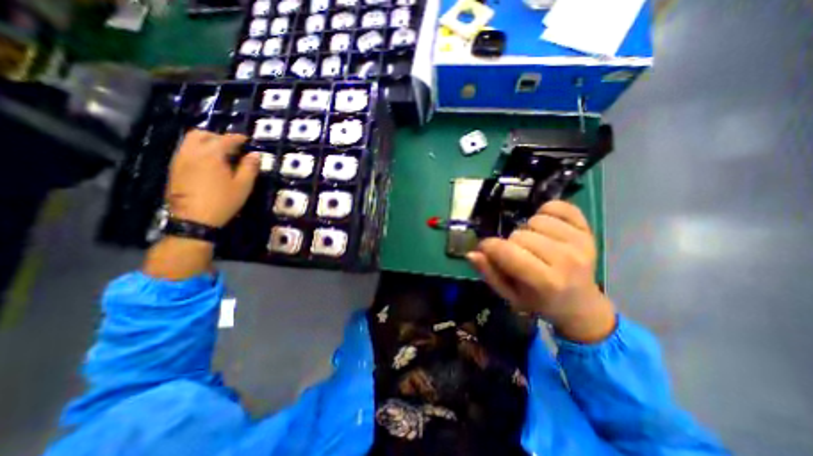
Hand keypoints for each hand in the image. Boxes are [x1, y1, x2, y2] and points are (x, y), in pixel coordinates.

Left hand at [167, 130, 261, 228]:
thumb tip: (255, 154)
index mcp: (211, 155)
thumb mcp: (243, 186)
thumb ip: (249, 167)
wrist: (194, 219)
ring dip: (206, 142)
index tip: (247, 140)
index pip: (225, 139)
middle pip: (201, 134)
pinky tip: (208, 163)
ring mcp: (179, 160)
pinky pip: (185, 151)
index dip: (238, 138)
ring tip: (221, 155)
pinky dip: (198, 150)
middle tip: (232, 146)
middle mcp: (191, 152)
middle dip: (218, 136)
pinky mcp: (174, 169)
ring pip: (190, 141)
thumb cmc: (223, 201)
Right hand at [463, 200, 616, 340]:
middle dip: (510, 243)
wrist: (580, 305)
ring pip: (536, 219)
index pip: (506, 251)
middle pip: (520, 234)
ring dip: (527, 229)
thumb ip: (489, 273)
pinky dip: (546, 212)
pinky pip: (558, 206)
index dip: (489, 246)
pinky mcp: (588, 230)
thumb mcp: (509, 295)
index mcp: (545, 281)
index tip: (486, 250)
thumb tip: (472, 253)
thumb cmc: (539, 302)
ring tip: (532, 243)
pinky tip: (545, 227)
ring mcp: (580, 242)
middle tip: (516, 254)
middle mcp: (566, 259)